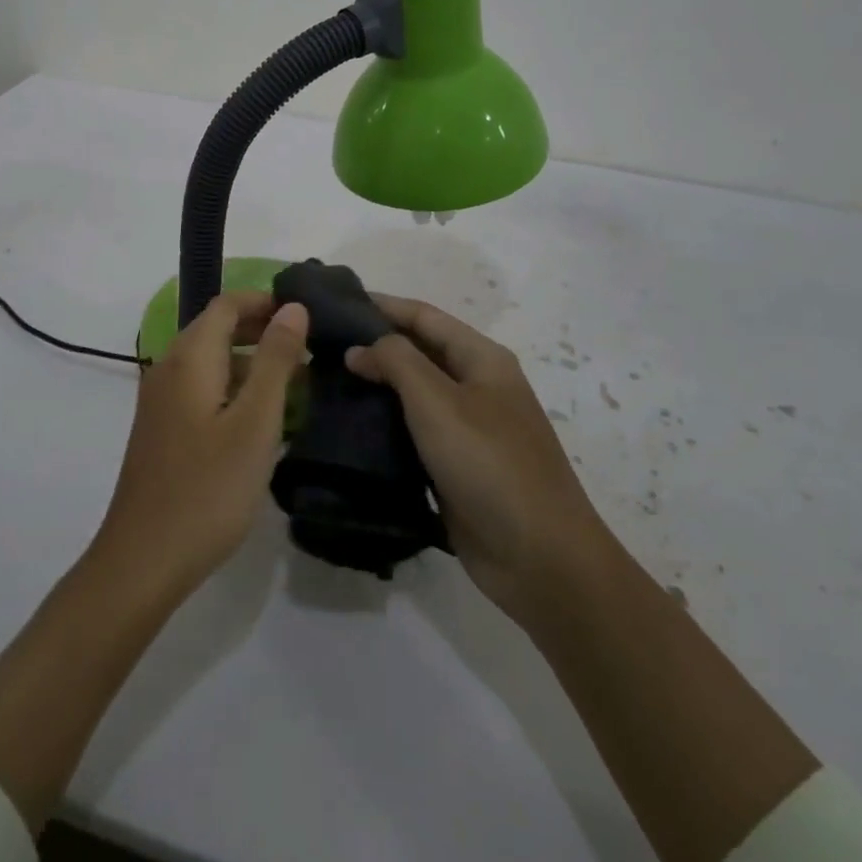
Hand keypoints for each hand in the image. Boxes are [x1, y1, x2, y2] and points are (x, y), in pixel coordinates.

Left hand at [94, 291, 309, 601]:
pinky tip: (261, 416)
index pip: (226, 304)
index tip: (306, 314)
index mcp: (189, 359)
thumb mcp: (255, 422)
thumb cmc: (208, 489)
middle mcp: (168, 368)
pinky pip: (201, 388)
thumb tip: (292, 307)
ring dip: (250, 360)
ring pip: (209, 360)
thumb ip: (275, 360)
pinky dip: (233, 386)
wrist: (144, 560)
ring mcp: (161, 401)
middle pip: (215, 328)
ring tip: (296, 380)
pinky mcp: (162, 429)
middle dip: (260, 328)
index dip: (265, 301)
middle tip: (308, 346)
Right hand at [346, 297, 606, 626]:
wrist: (541, 558)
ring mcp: (469, 428)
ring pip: (414, 394)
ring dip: (376, 385)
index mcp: (482, 359)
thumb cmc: (489, 464)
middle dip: (374, 344)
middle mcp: (477, 386)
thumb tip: (359, 348)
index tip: (334, 304)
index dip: (381, 305)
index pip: (424, 316)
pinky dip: (385, 424)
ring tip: (326, 381)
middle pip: (419, 351)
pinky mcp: (457, 466)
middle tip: (321, 345)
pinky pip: (414, 432)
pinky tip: (350, 426)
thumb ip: (396, 361)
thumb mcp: (438, 401)